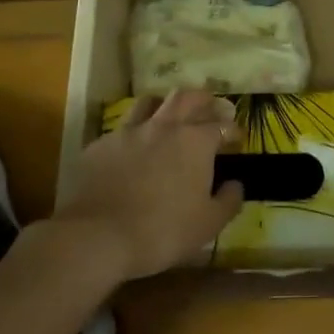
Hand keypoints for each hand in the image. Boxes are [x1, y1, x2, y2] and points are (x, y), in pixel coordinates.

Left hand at [55, 91, 245, 279]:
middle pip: (187, 97)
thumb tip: (236, 184)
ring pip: (150, 101)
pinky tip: (132, 149)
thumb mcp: (208, 224)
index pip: (222, 125)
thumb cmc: (163, 231)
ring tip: (169, 117)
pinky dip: (133, 133)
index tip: (236, 139)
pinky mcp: (100, 145)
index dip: (232, 130)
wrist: (98, 236)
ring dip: (164, 105)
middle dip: (203, 99)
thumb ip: (228, 200)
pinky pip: (121, 129)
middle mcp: (164, 127)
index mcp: (195, 141)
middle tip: (209, 109)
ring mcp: (129, 132)